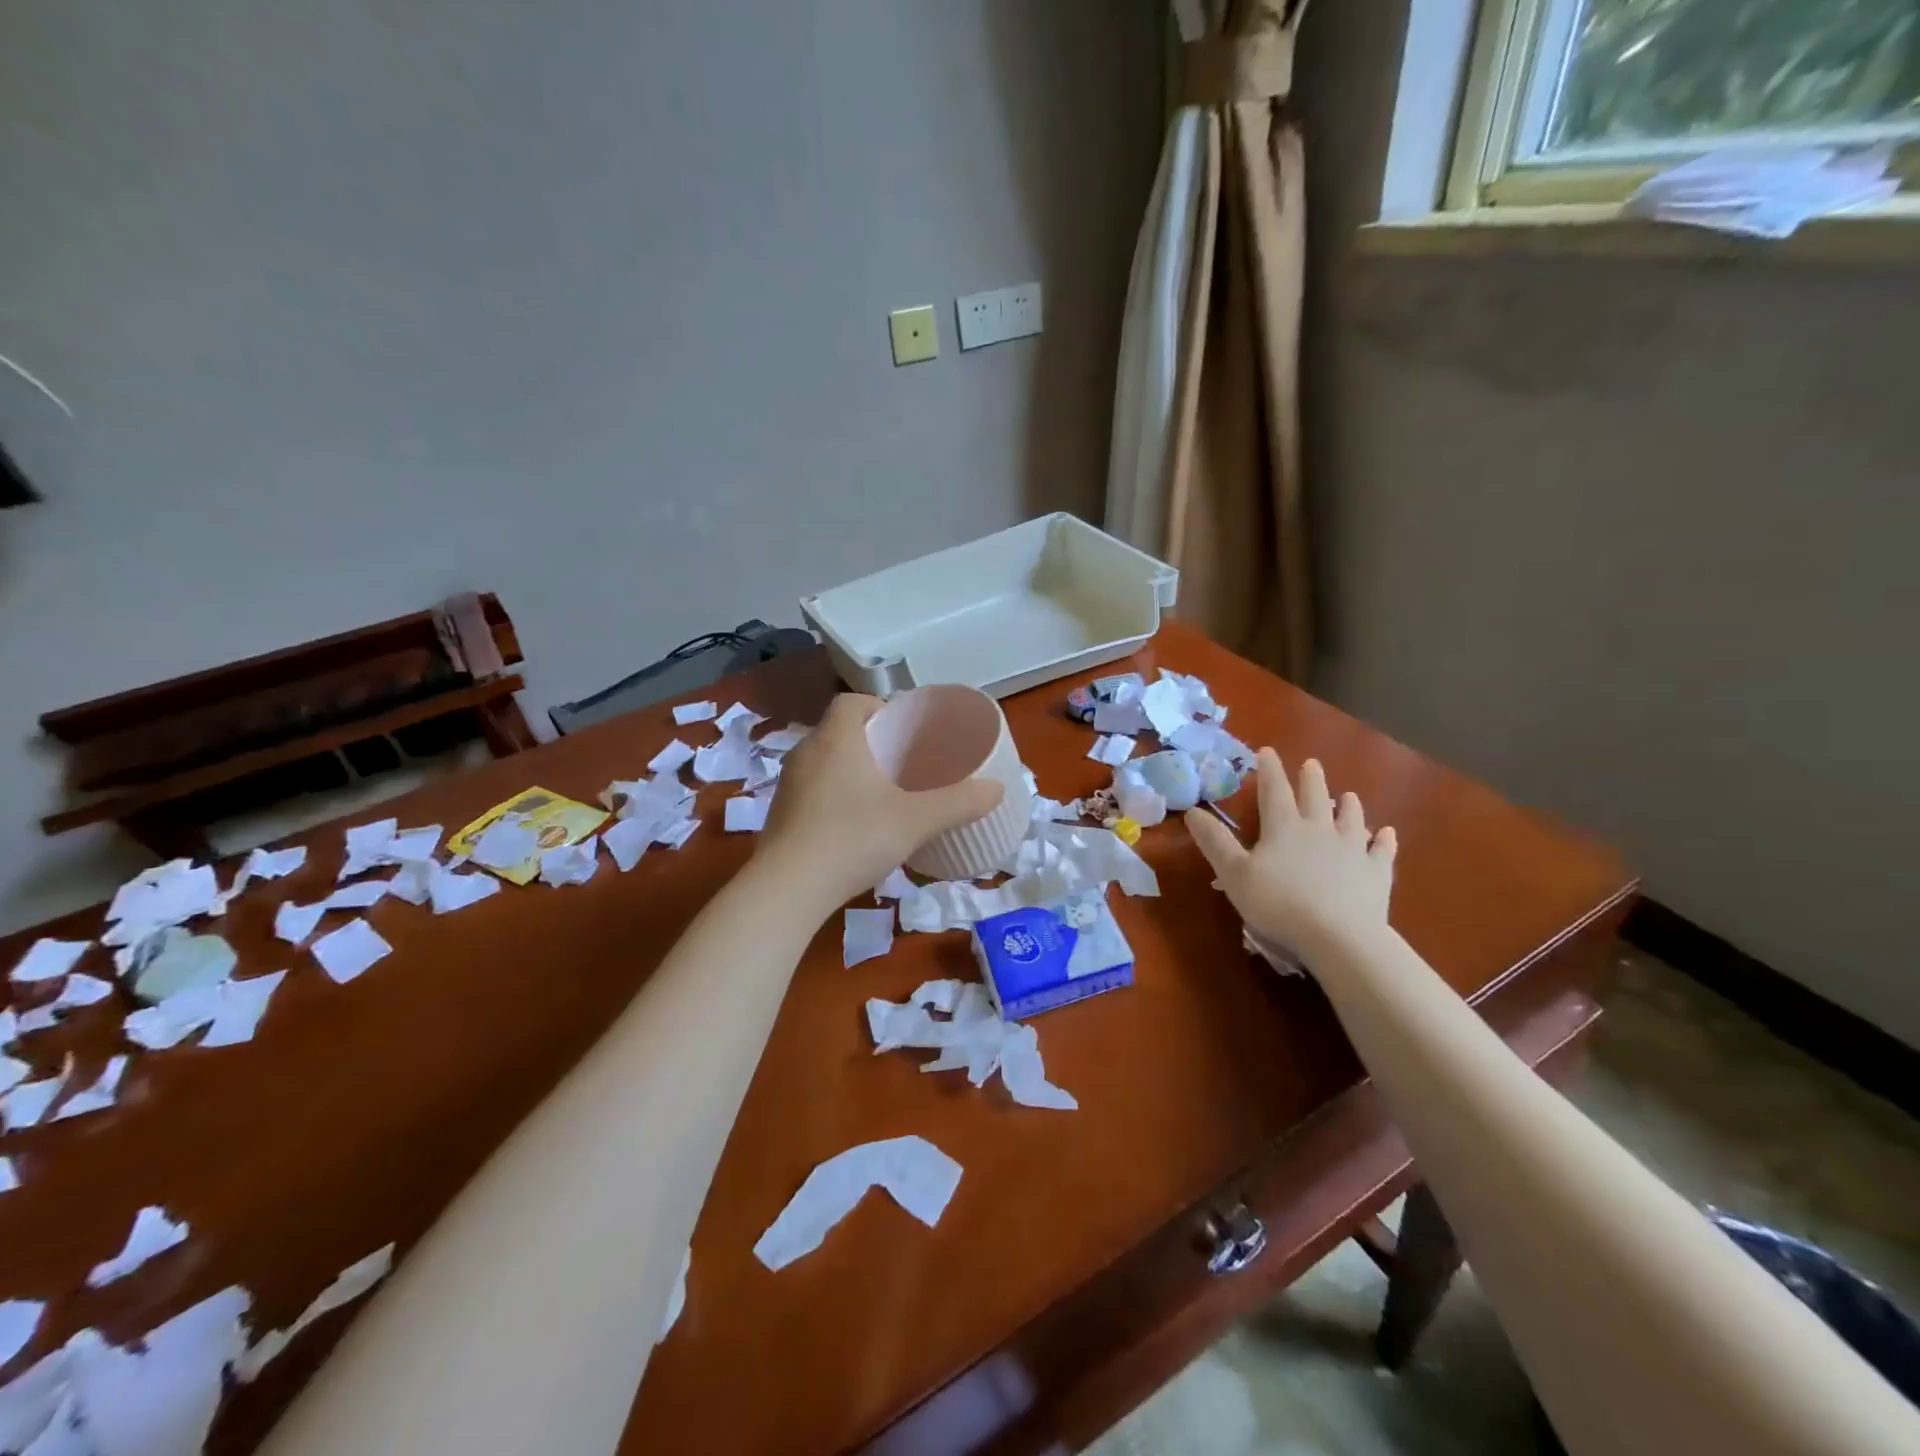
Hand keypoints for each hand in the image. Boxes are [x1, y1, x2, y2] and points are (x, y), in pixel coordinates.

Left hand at [760, 693, 1003, 907]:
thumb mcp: (915, 820)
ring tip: (882, 794)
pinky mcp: (779, 816)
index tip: (903, 730)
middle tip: (903, 763)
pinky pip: (812, 790)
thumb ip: (958, 803)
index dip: (879, 708)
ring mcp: (788, 785)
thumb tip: (998, 789)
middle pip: (839, 731)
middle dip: (870, 741)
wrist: (787, 890)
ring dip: (850, 770)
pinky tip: (854, 825)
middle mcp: (806, 753)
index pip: (852, 701)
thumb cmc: (853, 839)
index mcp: (835, 739)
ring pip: (824, 762)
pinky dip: (833, 796)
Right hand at [1184, 750, 1396, 961]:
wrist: (1339, 937)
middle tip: (1311, 764)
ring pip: (1351, 820)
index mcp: (1284, 828)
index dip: (1269, 770)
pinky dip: (1384, 840)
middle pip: (1316, 798)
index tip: (1267, 751)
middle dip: (1311, 779)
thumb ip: (1215, 842)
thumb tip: (1192, 811)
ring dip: (1349, 806)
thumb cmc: (1278, 904)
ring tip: (1349, 795)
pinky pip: (1382, 851)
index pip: (1274, 791)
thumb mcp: (1234, 874)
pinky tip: (1387, 834)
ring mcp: (1353, 850)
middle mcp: (1320, 830)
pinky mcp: (1376, 874)